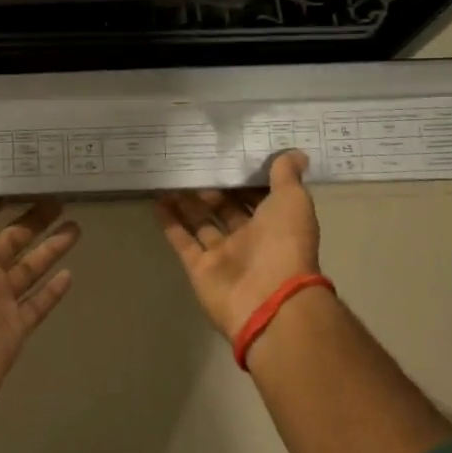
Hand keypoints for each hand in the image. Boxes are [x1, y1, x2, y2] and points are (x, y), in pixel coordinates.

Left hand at [0, 154, 78, 407]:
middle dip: (33, 218)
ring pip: (29, 267)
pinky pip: (38, 303)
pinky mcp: (16, 323)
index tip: (21, 175)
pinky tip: (71, 274)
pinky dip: (53, 291)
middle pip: (11, 237)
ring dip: (51, 247)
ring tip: (77, 226)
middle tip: (59, 196)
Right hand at [155, 150, 320, 340]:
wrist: (268, 299)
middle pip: (227, 209)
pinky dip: (170, 222)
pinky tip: (157, 199)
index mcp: (276, 224)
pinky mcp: (200, 268)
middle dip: (213, 188)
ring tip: (171, 176)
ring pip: (202, 222)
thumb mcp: (293, 201)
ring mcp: (224, 256)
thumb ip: (287, 176)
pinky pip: (183, 241)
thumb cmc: (284, 244)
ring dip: (188, 201)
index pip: (258, 196)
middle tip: (193, 162)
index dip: (244, 178)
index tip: (227, 154)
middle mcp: (250, 240)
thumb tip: (294, 153)